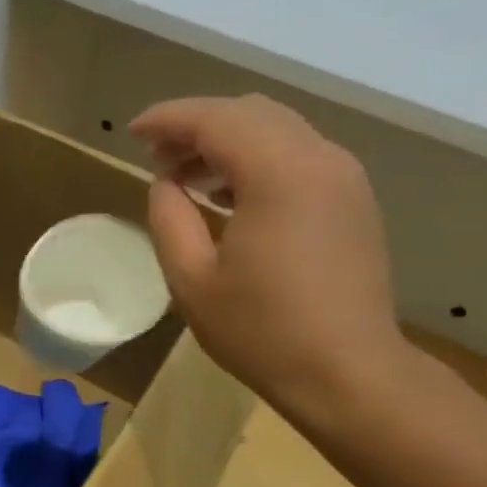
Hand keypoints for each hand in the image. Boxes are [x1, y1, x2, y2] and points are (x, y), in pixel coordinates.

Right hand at [132, 95, 413, 431]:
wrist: (347, 372)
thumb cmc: (261, 332)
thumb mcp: (192, 281)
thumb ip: (170, 219)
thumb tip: (166, 184)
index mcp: (279, 173)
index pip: (216, 119)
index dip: (168, 119)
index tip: (132, 132)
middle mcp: (320, 158)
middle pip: (251, 114)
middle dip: (198, 126)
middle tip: (157, 157)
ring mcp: (344, 177)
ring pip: (279, 130)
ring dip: (229, 142)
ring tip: (188, 177)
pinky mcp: (353, 200)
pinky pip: (299, 156)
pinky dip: (258, 160)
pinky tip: (231, 196)